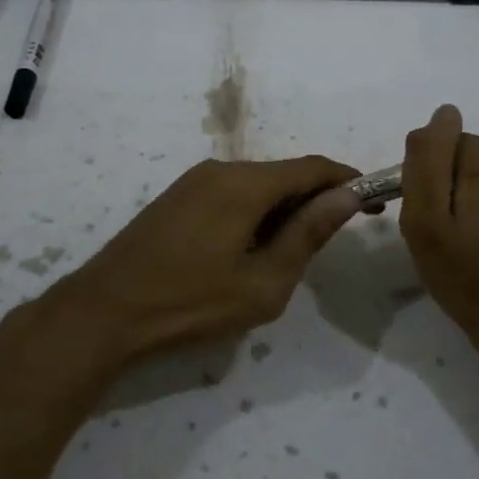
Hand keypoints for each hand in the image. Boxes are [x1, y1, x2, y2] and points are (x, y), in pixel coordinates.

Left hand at [42, 155, 362, 366]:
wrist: (105, 311)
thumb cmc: (191, 303)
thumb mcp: (263, 281)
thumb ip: (308, 234)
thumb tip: (346, 197)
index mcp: (245, 183)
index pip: (313, 167)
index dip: (348, 181)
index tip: (373, 204)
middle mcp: (220, 169)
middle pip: (284, 175)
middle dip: (315, 201)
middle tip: (334, 240)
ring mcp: (193, 181)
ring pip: (257, 186)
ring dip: (284, 210)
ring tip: (291, 256)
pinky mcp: (177, 198)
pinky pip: (231, 195)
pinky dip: (255, 214)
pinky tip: (251, 251)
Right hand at [399, 105, 478, 381]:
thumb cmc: (469, 277)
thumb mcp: (426, 222)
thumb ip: (426, 160)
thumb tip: (443, 114)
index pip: (439, 146)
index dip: (429, 183)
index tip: (434, 221)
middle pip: (464, 155)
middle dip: (453, 188)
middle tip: (452, 237)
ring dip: (476, 198)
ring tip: (477, 243)